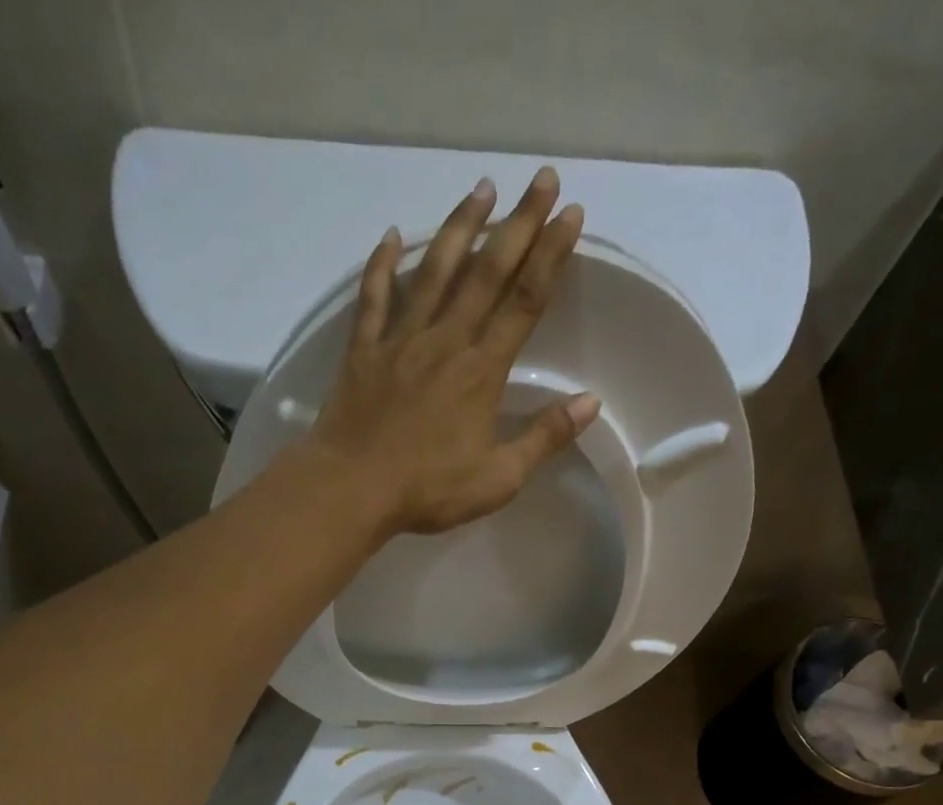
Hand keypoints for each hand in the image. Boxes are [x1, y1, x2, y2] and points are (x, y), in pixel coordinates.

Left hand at [298, 167, 597, 538]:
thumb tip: (590, 402)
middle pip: (487, 272)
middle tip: (541, 177)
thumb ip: (543, 438)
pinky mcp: (363, 350)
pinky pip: (374, 297)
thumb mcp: (498, 478)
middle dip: (518, 223)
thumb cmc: (428, 490)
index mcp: (481, 371)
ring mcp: (400, 340)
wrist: (352, 489)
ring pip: (434, 271)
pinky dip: (383, 264)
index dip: (550, 255)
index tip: (570, 213)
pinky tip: (392, 236)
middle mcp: (444, 341)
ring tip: (481, 188)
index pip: (525, 301)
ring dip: (460, 227)